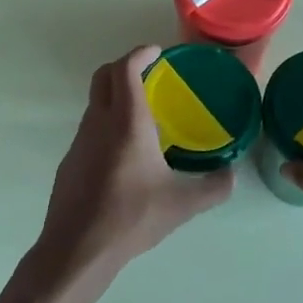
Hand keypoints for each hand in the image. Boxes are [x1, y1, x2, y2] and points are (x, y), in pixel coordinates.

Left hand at [32, 46, 233, 290]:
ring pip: (95, 102)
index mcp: (127, 122)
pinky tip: (125, 153)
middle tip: (148, 73)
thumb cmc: (131, 218)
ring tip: (142, 115)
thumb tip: (232, 175)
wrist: (77, 250)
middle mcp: (99, 122)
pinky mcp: (71, 161)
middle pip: (103, 75)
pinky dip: (107, 122)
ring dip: (115, 96)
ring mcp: (80, 141)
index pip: (126, 68)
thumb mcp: (182, 205)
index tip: (156, 52)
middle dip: (124, 66)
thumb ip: (213, 187)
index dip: (140, 53)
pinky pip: (90, 128)